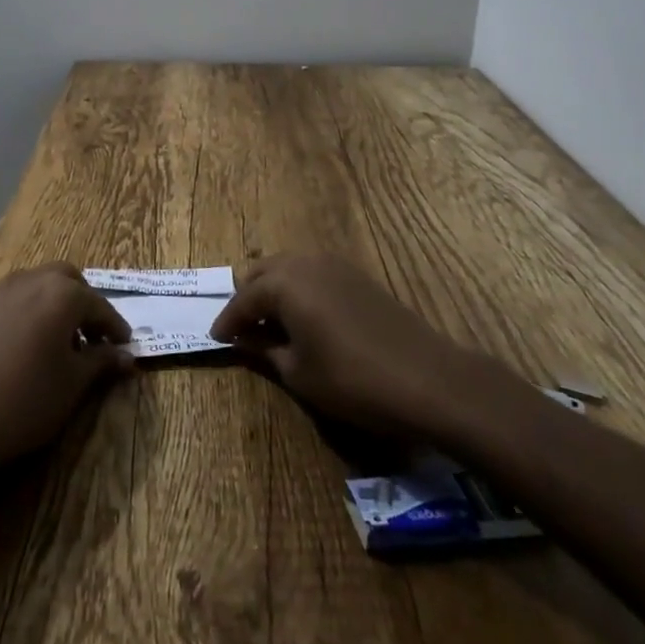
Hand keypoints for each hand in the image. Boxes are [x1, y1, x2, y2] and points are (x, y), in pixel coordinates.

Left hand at [0, 265, 132, 526]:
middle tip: (93, 337)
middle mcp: (32, 280)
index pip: (99, 305)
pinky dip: (32, 310)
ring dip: (57, 304)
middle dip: (84, 303)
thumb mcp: (73, 384)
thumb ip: (101, 362)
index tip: (125, 347)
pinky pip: (17, 298)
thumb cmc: (26, 400)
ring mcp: (1, 290)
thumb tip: (125, 356)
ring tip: (62, 343)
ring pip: (40, 284)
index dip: (115, 327)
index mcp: (62, 293)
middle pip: (68, 280)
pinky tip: (31, 345)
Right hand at [210, 254, 498, 437]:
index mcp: (284, 284)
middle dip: (248, 297)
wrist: (428, 379)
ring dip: (273, 289)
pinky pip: (312, 271)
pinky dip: (299, 288)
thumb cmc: (353, 381)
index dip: (228, 322)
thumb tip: (244, 341)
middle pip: (262, 271)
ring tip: (271, 322)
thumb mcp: (299, 374)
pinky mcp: (356, 275)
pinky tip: (304, 316)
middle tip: (242, 328)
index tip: (217, 339)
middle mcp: (304, 262)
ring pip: (288, 266)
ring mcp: (334, 264)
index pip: (243, 300)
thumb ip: (265, 351)